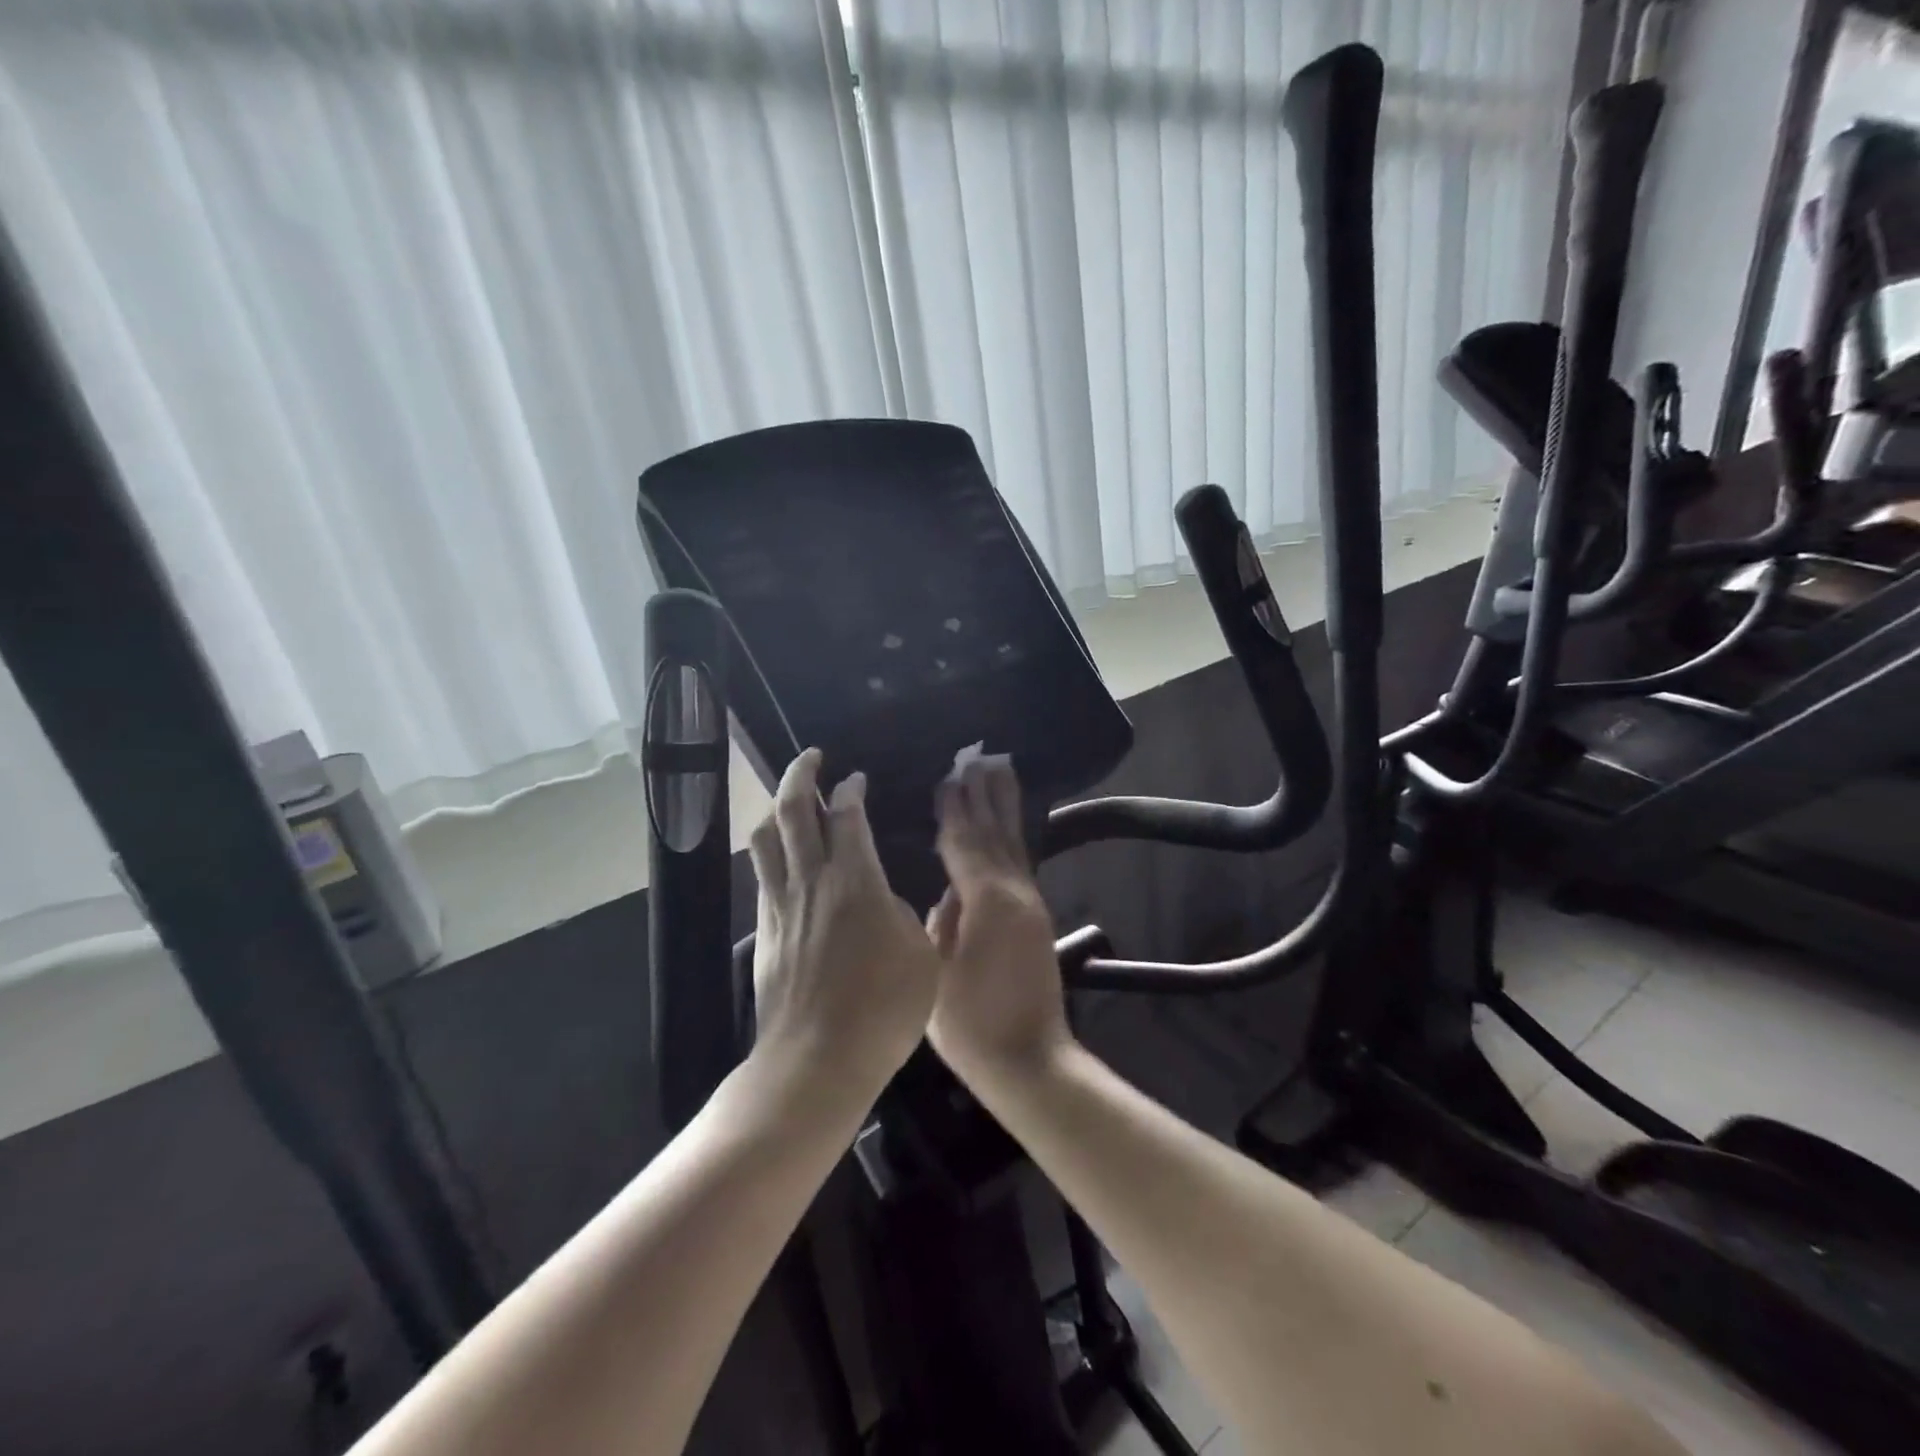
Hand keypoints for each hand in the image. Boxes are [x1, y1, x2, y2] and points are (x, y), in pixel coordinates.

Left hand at [747, 749, 939, 1102]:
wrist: (818, 1059)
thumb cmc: (882, 1008)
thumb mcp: (922, 957)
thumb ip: (905, 917)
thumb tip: (885, 903)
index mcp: (856, 880)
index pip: (848, 816)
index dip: (851, 789)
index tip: (856, 778)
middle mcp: (812, 880)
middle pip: (795, 810)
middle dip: (801, 774)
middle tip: (811, 758)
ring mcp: (782, 905)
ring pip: (766, 838)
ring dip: (777, 807)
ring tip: (789, 799)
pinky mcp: (764, 931)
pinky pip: (762, 875)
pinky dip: (770, 851)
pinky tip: (781, 858)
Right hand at [926, 758, 1072, 1085]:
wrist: (1029, 1061)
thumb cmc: (972, 1025)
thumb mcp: (937, 974)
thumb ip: (940, 925)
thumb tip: (946, 896)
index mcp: (987, 901)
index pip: (964, 843)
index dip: (953, 809)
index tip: (947, 776)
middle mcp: (1014, 892)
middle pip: (995, 832)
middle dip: (984, 794)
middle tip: (978, 757)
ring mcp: (1030, 904)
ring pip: (1013, 843)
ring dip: (1004, 806)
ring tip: (999, 771)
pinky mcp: (1036, 918)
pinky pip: (1020, 862)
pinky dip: (1011, 837)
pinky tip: (1007, 827)